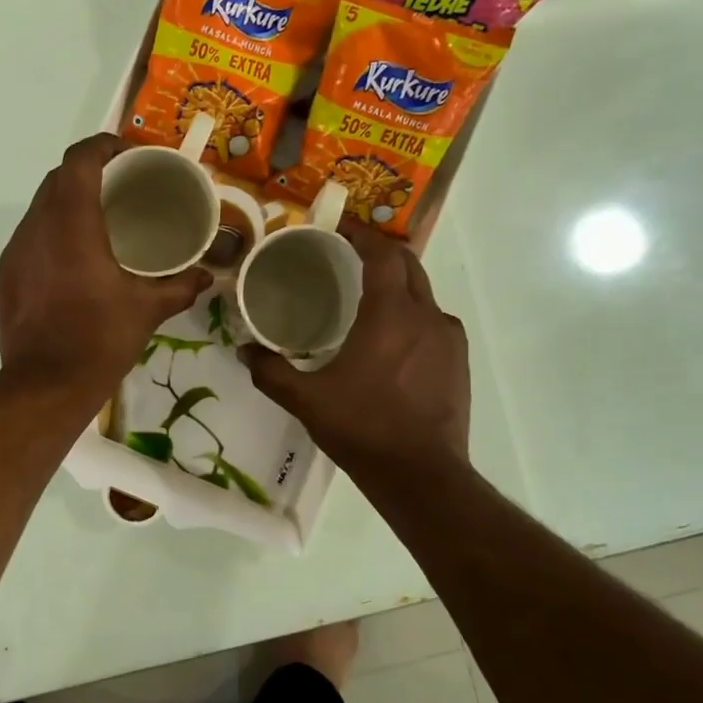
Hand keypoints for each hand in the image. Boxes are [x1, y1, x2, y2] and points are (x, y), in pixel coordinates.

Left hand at [0, 134, 211, 394]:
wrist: (44, 386)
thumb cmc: (98, 339)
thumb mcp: (147, 310)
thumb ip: (180, 286)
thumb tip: (207, 276)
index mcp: (71, 222)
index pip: (80, 159)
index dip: (104, 145)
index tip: (130, 155)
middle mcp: (36, 226)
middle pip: (58, 178)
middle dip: (89, 173)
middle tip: (123, 187)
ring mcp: (16, 251)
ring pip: (40, 207)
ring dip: (69, 202)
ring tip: (101, 220)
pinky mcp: (7, 275)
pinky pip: (31, 236)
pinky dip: (54, 231)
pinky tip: (76, 257)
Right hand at [241, 222, 470, 476]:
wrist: (421, 474)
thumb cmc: (362, 429)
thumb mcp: (306, 400)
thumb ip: (270, 371)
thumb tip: (243, 350)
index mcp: (390, 314)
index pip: (382, 254)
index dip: (361, 235)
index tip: (338, 228)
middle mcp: (426, 315)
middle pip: (408, 265)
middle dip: (380, 253)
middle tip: (348, 256)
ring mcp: (448, 338)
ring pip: (423, 294)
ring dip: (398, 285)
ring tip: (367, 299)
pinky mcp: (458, 361)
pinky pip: (434, 322)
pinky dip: (412, 315)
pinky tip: (392, 339)